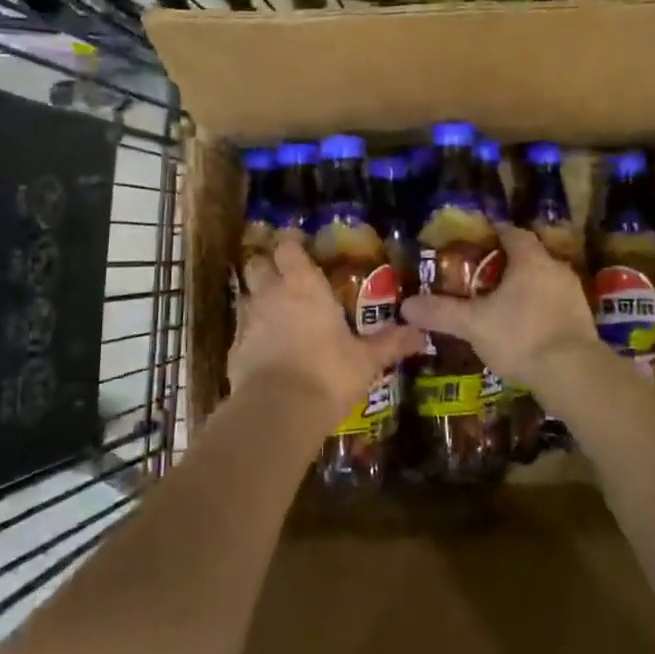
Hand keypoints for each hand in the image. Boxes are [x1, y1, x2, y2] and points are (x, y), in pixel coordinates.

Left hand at [231, 238, 426, 442]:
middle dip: (266, 264)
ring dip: (256, 298)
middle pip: (257, 264)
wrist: (278, 411)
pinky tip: (264, 348)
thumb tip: (421, 334)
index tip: (298, 243)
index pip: (287, 247)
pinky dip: (251, 333)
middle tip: (283, 274)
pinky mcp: (233, 349)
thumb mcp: (366, 360)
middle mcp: (270, 294)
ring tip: (274, 310)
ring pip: (245, 295)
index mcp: (303, 286)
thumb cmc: (328, 374)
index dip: (290, 242)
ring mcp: (247, 321)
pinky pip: (241, 330)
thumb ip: (390, 343)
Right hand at [400, 224, 598, 387]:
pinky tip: (524, 329)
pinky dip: (539, 310)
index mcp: (531, 260)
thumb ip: (441, 312)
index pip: (513, 233)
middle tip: (482, 277)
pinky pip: (555, 305)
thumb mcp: (473, 324)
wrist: (573, 374)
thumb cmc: (521, 336)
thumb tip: (406, 306)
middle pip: (530, 257)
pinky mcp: (583, 322)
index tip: (477, 242)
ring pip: (544, 282)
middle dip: (507, 265)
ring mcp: (574, 296)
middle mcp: (556, 270)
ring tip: (500, 305)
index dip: (494, 234)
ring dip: (525, 289)